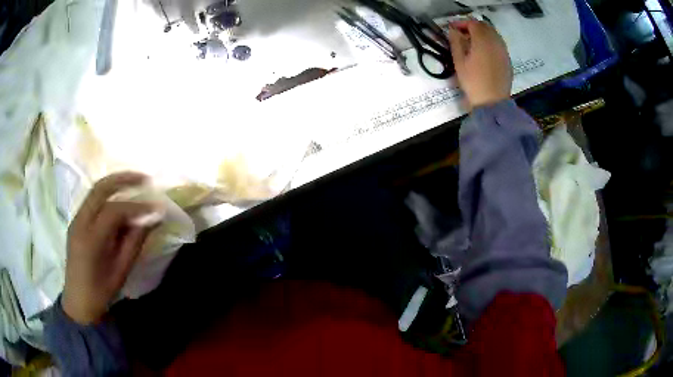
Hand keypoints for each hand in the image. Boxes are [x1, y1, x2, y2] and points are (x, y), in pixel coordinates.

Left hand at [62, 172, 163, 324]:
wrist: (78, 301)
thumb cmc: (101, 291)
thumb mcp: (121, 270)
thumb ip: (135, 241)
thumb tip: (153, 219)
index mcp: (91, 239)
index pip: (115, 211)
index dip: (137, 207)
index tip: (156, 209)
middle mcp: (80, 222)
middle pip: (100, 189)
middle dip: (123, 179)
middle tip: (145, 179)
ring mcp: (76, 219)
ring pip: (95, 191)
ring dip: (115, 183)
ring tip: (135, 183)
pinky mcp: (76, 221)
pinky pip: (92, 200)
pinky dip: (107, 194)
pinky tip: (119, 199)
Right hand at [447, 19, 512, 107]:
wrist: (492, 102)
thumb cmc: (473, 81)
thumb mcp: (459, 61)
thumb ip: (455, 42)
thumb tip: (453, 30)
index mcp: (482, 40)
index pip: (472, 23)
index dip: (461, 23)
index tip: (452, 29)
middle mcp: (495, 42)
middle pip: (485, 26)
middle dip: (473, 26)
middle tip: (462, 34)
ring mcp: (503, 50)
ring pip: (493, 34)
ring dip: (482, 34)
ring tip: (472, 43)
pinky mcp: (507, 59)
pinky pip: (498, 44)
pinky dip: (490, 42)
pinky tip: (483, 52)